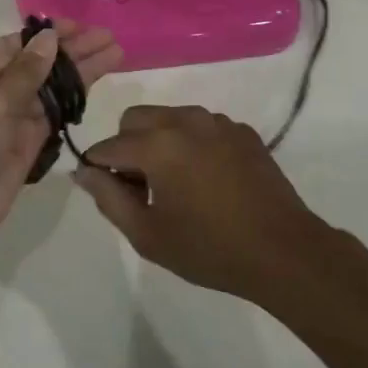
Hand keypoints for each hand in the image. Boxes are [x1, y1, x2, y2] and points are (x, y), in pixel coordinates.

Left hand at [0, 22, 122, 261]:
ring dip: (79, 74)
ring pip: (48, 90)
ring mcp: (8, 120)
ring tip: (116, 55)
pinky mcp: (24, 146)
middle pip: (36, 65)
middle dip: (72, 52)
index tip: (82, 27)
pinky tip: (95, 86)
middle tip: (109, 38)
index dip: (49, 35)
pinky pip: (51, 117)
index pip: (14, 45)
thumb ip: (26, 73)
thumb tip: (49, 38)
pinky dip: (72, 102)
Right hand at [73, 105, 333, 300]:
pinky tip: (207, 180)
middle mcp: (185, 120)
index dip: (98, 170)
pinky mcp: (242, 130)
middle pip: (135, 119)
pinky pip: (201, 126)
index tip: (108, 194)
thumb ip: (108, 198)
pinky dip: (191, 144)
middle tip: (141, 188)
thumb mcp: (148, 235)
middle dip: (126, 147)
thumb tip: (84, 171)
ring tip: (175, 185)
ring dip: (159, 142)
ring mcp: (217, 122)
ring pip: (169, 118)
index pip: (108, 147)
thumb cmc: (209, 248)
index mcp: (157, 144)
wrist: (283, 250)